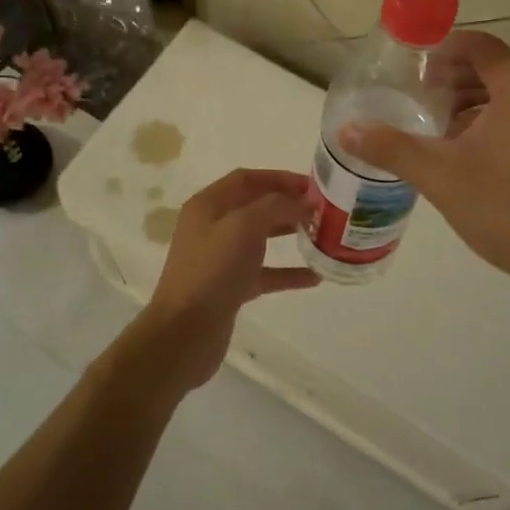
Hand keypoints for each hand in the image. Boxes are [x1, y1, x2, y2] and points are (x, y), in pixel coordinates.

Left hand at [134, 169, 319, 392]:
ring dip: (290, 234)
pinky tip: (315, 276)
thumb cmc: (212, 270)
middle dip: (288, 205)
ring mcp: (220, 259)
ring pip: (261, 239)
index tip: (314, 186)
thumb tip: (305, 202)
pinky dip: (288, 272)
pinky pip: (264, 273)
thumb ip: (277, 206)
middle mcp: (212, 227)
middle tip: (324, 210)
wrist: (185, 332)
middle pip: (255, 206)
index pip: (247, 178)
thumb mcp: (244, 226)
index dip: (280, 178)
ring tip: (323, 235)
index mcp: (208, 205)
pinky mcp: (230, 288)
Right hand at [340, 31, 509, 304]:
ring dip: (475, 101)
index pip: (480, 46)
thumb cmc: (507, 209)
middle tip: (419, 97)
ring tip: (439, 126)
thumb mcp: (439, 176)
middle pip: (497, 68)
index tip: (412, 66)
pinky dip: (497, 121)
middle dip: (455, 78)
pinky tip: (470, 152)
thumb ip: (391, 148)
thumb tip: (347, 131)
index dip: (443, 49)